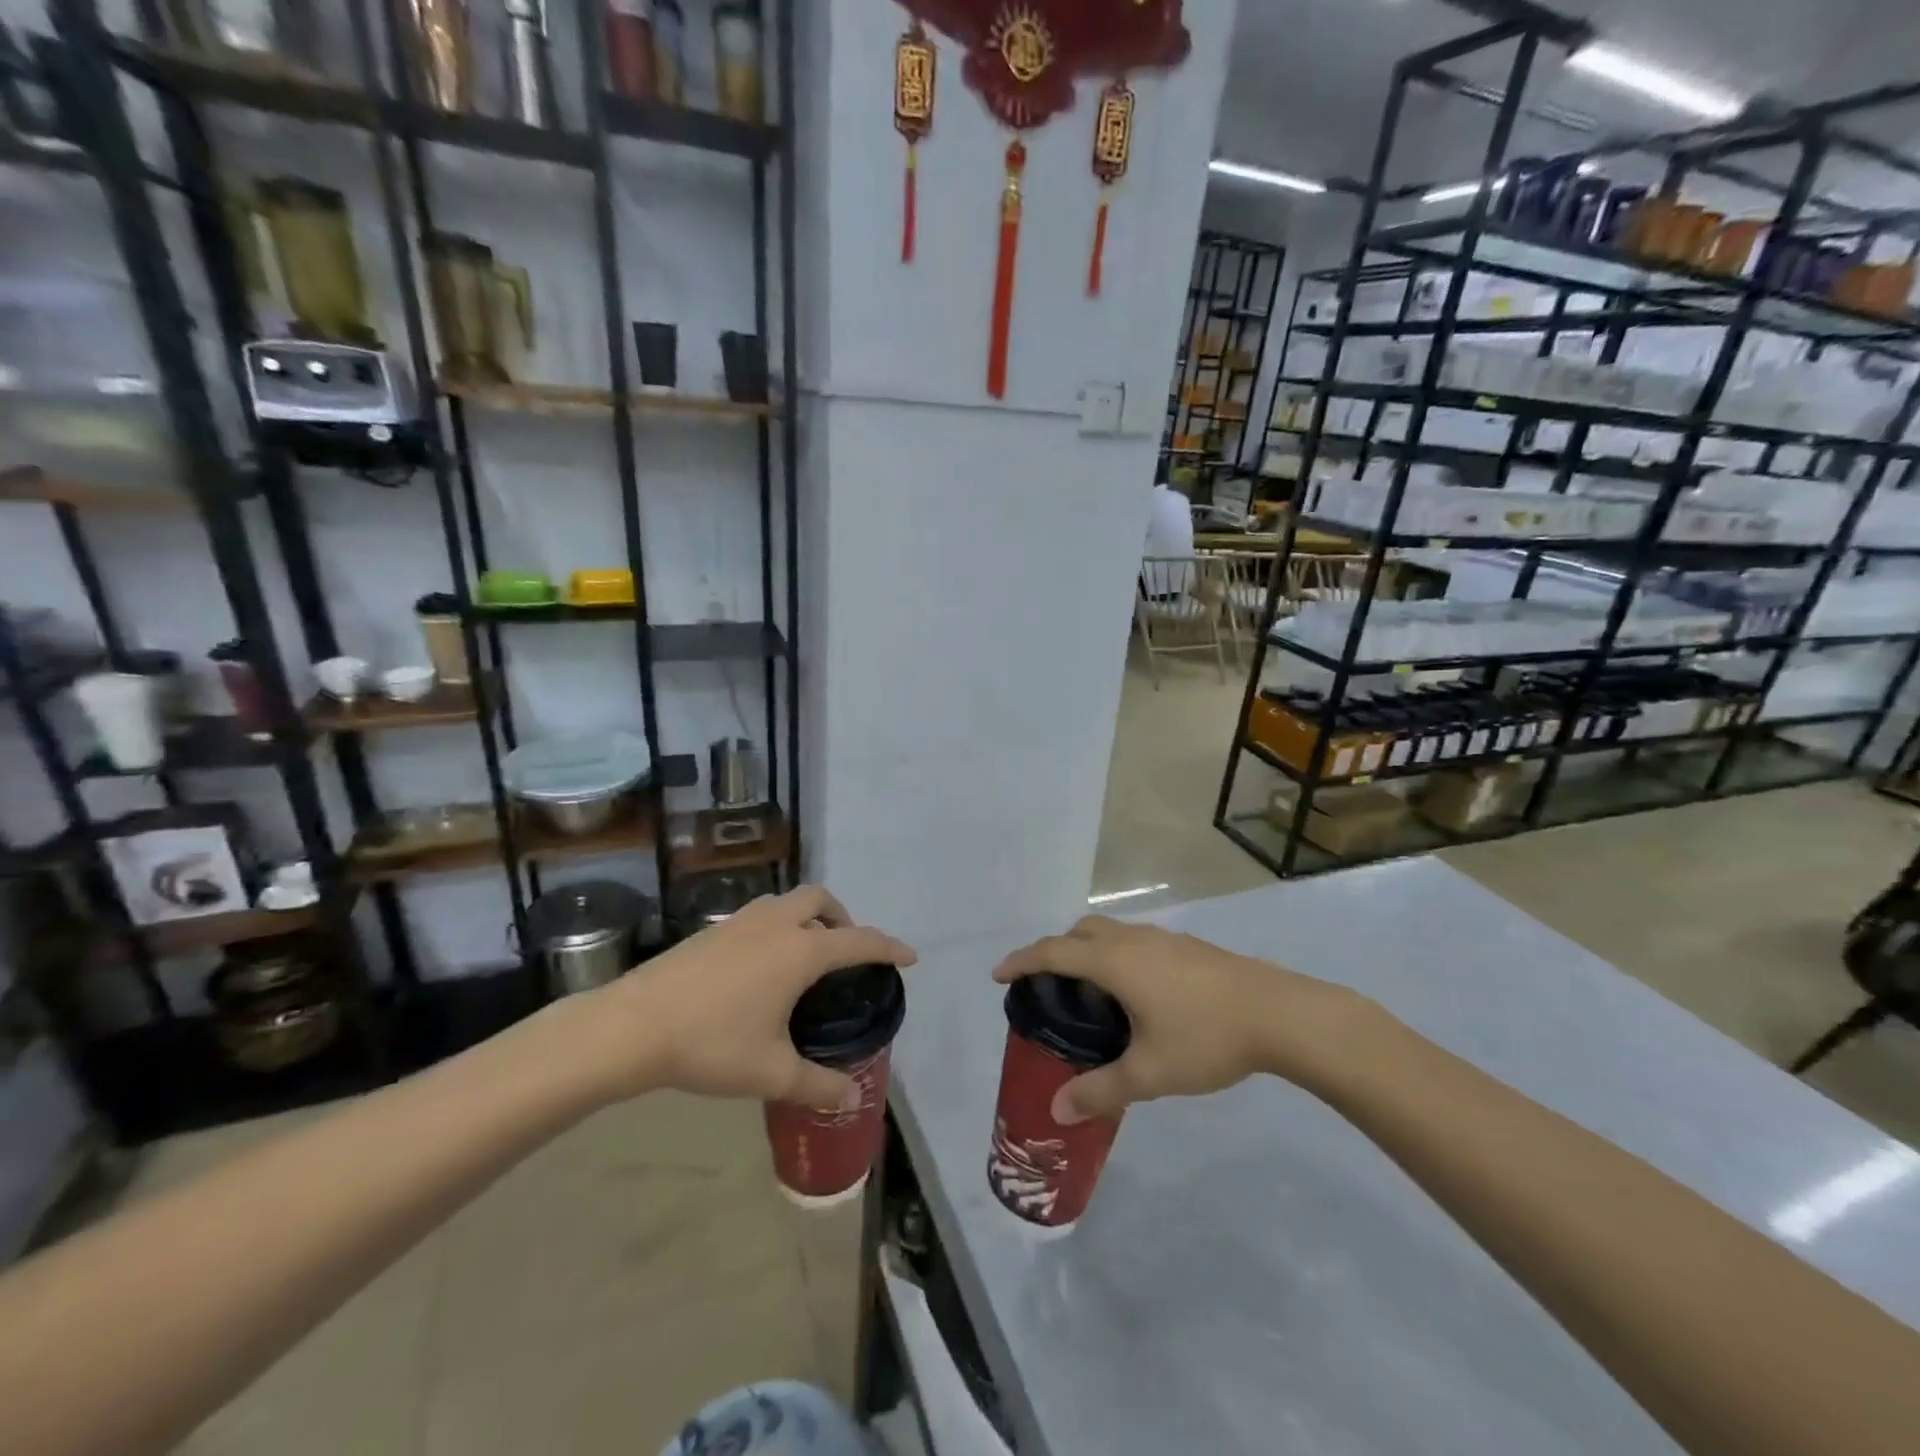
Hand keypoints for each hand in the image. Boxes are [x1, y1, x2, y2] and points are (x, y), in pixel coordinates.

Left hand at [571, 885, 915, 1111]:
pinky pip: (762, 915)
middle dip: (843, 918)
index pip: (859, 941)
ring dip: (808, 917)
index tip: (909, 957)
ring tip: (806, 958)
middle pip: (821, 899)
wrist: (633, 1026)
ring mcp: (741, 922)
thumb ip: (817, 1085)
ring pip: (788, 902)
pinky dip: (778, 927)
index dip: (889, 948)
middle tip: (844, 953)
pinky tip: (763, 968)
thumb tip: (851, 1100)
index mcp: (800, 950)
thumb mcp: (771, 1072)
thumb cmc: (711, 1044)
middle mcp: (776, 924)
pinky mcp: (713, 930)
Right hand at [993, 916, 1373, 1121]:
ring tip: (1091, 994)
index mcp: (1114, 962)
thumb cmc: (1206, 1038)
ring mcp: (1163, 939)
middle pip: (1081, 931)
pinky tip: (1138, 995)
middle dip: (1056, 951)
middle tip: (1048, 987)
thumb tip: (1058, 1110)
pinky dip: (1118, 956)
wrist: (1279, 1013)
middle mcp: (1133, 940)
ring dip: (1090, 951)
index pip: (1053, 952)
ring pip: (1111, 933)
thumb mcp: (1150, 1073)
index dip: (1021, 960)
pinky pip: (1135, 942)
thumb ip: (1101, 1090)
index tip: (998, 975)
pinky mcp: (1188, 947)